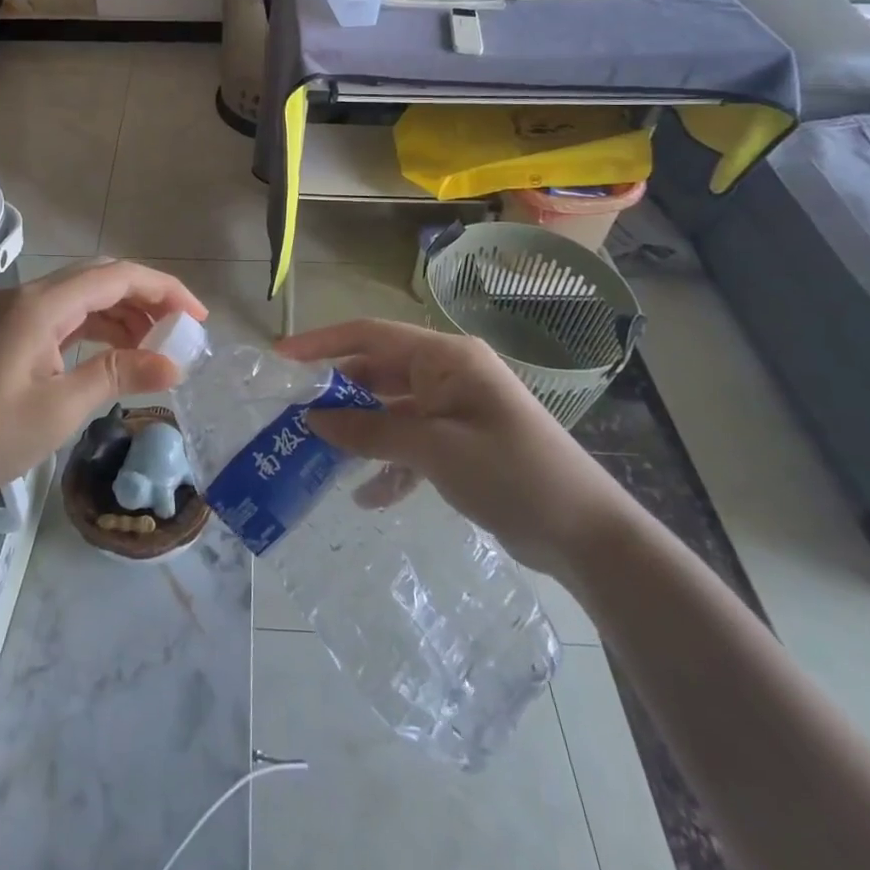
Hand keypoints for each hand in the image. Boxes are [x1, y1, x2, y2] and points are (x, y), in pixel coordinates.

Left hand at [0, 260, 207, 520]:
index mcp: (42, 305)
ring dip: (120, 316)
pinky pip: (61, 321)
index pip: (116, 276)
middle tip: (180, 332)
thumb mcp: (60, 408)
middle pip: (99, 280)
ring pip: (80, 300)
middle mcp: (28, 298)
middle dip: (145, 299)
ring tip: (154, 350)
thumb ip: (119, 375)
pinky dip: (93, 332)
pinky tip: (112, 356)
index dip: (164, 289)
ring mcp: (13, 316)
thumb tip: (175, 364)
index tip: (198, 318)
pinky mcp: (5, 337)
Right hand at [276, 319, 633, 578]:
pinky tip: (369, 497)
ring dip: (360, 433)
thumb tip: (313, 419)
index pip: (371, 335)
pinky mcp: (461, 444)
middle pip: (378, 373)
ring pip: (391, 410)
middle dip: (338, 395)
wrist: (587, 534)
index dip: (323, 342)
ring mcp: (455, 410)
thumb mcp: (435, 450)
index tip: (281, 358)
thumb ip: (371, 431)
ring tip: (320, 458)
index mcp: (446, 358)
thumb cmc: (512, 473)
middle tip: (294, 418)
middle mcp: (448, 374)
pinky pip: (411, 443)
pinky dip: (389, 464)